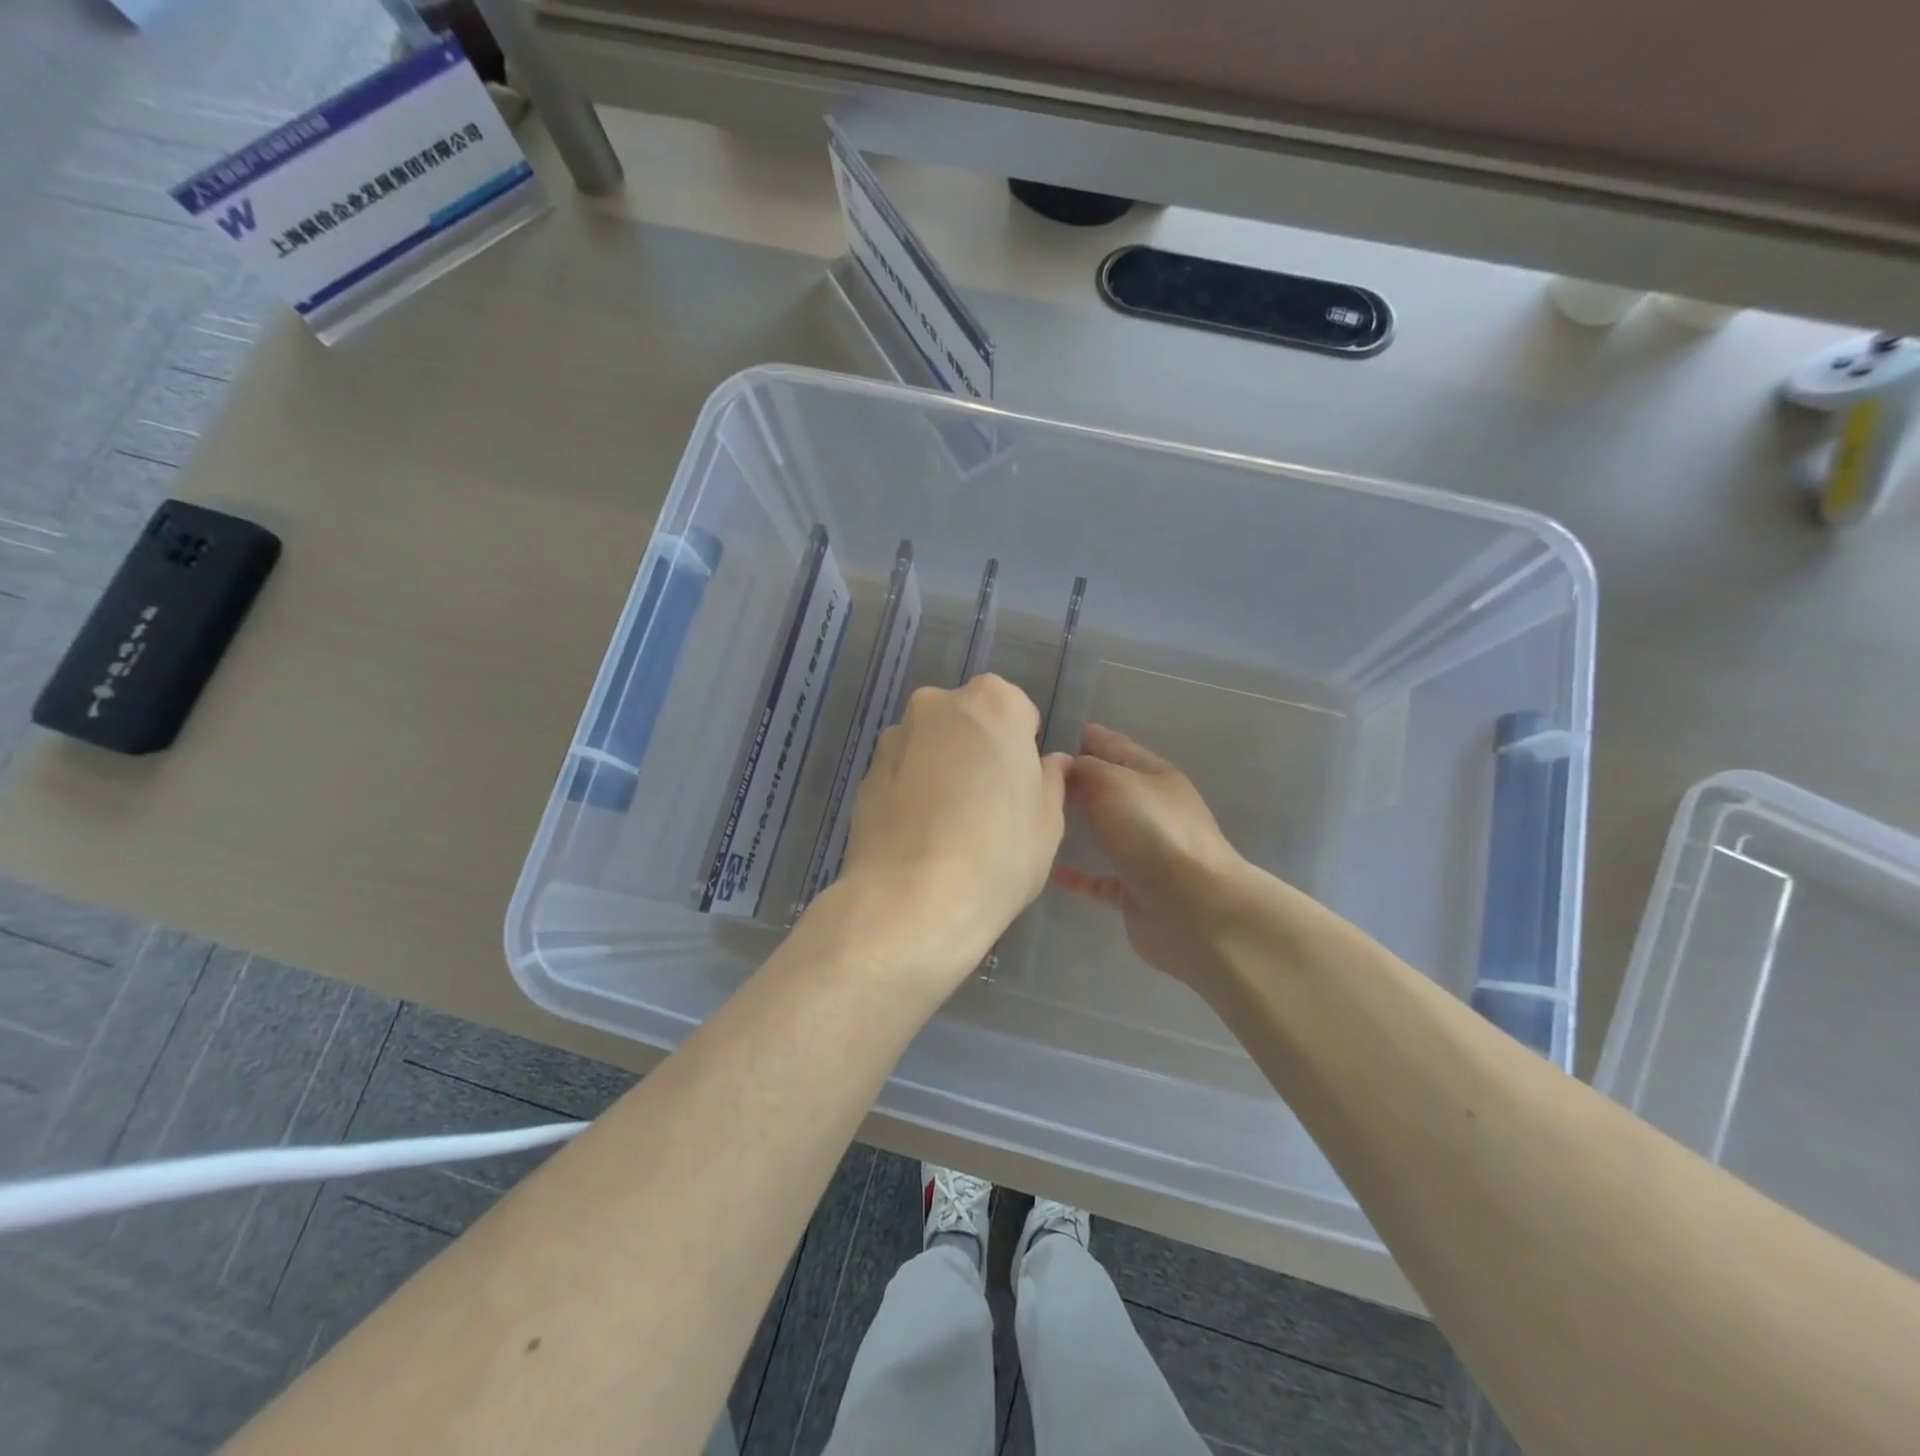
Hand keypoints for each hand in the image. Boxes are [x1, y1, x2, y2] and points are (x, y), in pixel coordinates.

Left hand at [838, 676, 1068, 978]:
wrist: (912, 901)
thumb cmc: (998, 854)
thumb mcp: (1048, 821)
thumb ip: (1050, 780)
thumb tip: (1050, 763)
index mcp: (992, 702)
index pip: (1017, 711)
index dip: (1021, 749)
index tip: (1019, 787)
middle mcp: (937, 704)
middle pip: (968, 721)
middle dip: (978, 750)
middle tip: (986, 804)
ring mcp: (895, 737)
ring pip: (931, 744)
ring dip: (941, 768)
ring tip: (947, 825)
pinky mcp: (864, 774)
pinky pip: (902, 773)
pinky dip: (911, 790)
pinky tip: (919, 835)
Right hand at [1055, 724, 1252, 989]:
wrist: (1194, 909)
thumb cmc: (1152, 833)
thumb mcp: (1113, 783)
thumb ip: (1085, 769)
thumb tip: (1065, 767)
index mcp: (1155, 776)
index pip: (1116, 747)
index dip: (1088, 738)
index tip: (1052, 732)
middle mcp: (1153, 811)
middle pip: (1109, 789)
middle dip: (1077, 781)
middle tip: (1034, 777)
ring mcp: (1147, 853)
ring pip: (1106, 832)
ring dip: (1078, 826)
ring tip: (1038, 820)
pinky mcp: (1136, 891)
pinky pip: (1101, 879)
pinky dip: (1079, 876)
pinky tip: (1053, 871)